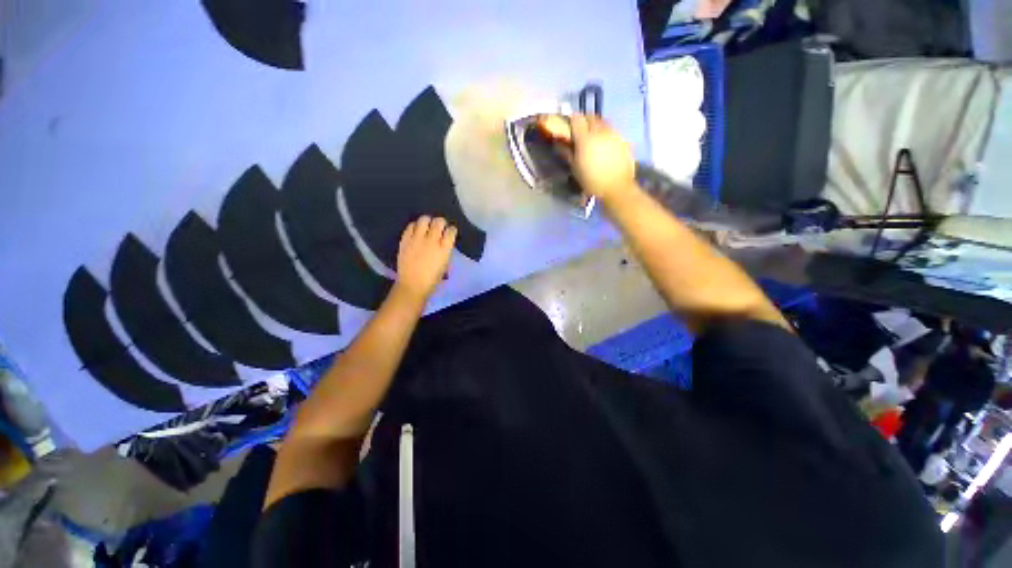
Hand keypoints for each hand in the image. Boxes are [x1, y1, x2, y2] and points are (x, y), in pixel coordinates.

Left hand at [394, 216, 455, 301]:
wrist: (412, 285)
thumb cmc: (432, 279)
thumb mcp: (445, 264)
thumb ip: (445, 251)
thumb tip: (444, 242)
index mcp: (444, 249)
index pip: (451, 231)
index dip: (452, 230)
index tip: (450, 231)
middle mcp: (432, 240)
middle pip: (439, 222)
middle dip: (441, 222)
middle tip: (440, 226)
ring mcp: (417, 239)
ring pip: (424, 219)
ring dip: (428, 221)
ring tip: (427, 226)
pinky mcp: (405, 240)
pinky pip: (411, 226)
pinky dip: (415, 226)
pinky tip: (416, 231)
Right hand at [538, 114, 636, 202]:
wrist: (617, 188)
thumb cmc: (592, 182)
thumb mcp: (576, 169)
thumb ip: (568, 153)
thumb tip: (561, 145)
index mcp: (585, 139)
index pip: (577, 119)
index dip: (572, 120)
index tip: (569, 125)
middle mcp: (600, 132)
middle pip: (591, 117)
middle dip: (585, 120)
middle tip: (581, 129)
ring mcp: (614, 134)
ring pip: (603, 122)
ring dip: (597, 125)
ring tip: (594, 135)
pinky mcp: (623, 139)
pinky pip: (613, 130)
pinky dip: (607, 133)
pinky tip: (605, 144)